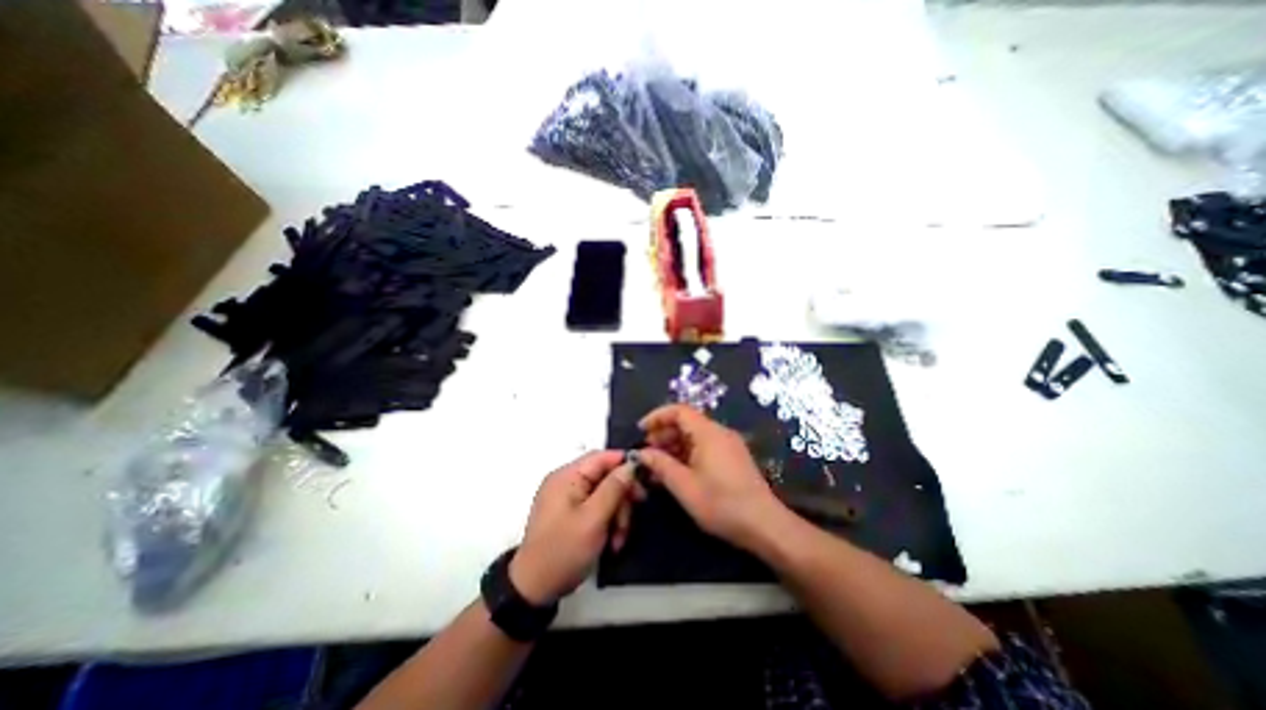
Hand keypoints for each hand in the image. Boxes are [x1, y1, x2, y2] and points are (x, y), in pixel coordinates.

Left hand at [507, 451, 642, 602]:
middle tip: (633, 516)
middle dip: (622, 497)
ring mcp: (568, 498)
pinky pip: (597, 507)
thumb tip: (630, 464)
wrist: (535, 589)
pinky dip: (607, 521)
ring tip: (619, 540)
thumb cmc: (563, 550)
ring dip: (617, 514)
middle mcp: (567, 481)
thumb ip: (614, 488)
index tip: (644, 480)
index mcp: (567, 476)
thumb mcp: (593, 519)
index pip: (602, 457)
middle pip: (605, 477)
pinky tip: (612, 542)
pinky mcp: (571, 513)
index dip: (624, 464)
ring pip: (605, 494)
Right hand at [645, 404, 783, 549]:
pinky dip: (688, 454)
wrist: (764, 525)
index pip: (679, 411)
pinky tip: (677, 472)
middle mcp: (720, 433)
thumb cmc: (721, 503)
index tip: (641, 430)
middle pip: (687, 422)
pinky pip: (705, 447)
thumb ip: (661, 465)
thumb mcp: (684, 486)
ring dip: (674, 445)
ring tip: (658, 465)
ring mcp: (729, 445)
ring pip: (695, 436)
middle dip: (664, 433)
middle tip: (647, 452)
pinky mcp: (733, 458)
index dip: (657, 416)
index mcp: (708, 433)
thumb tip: (642, 453)